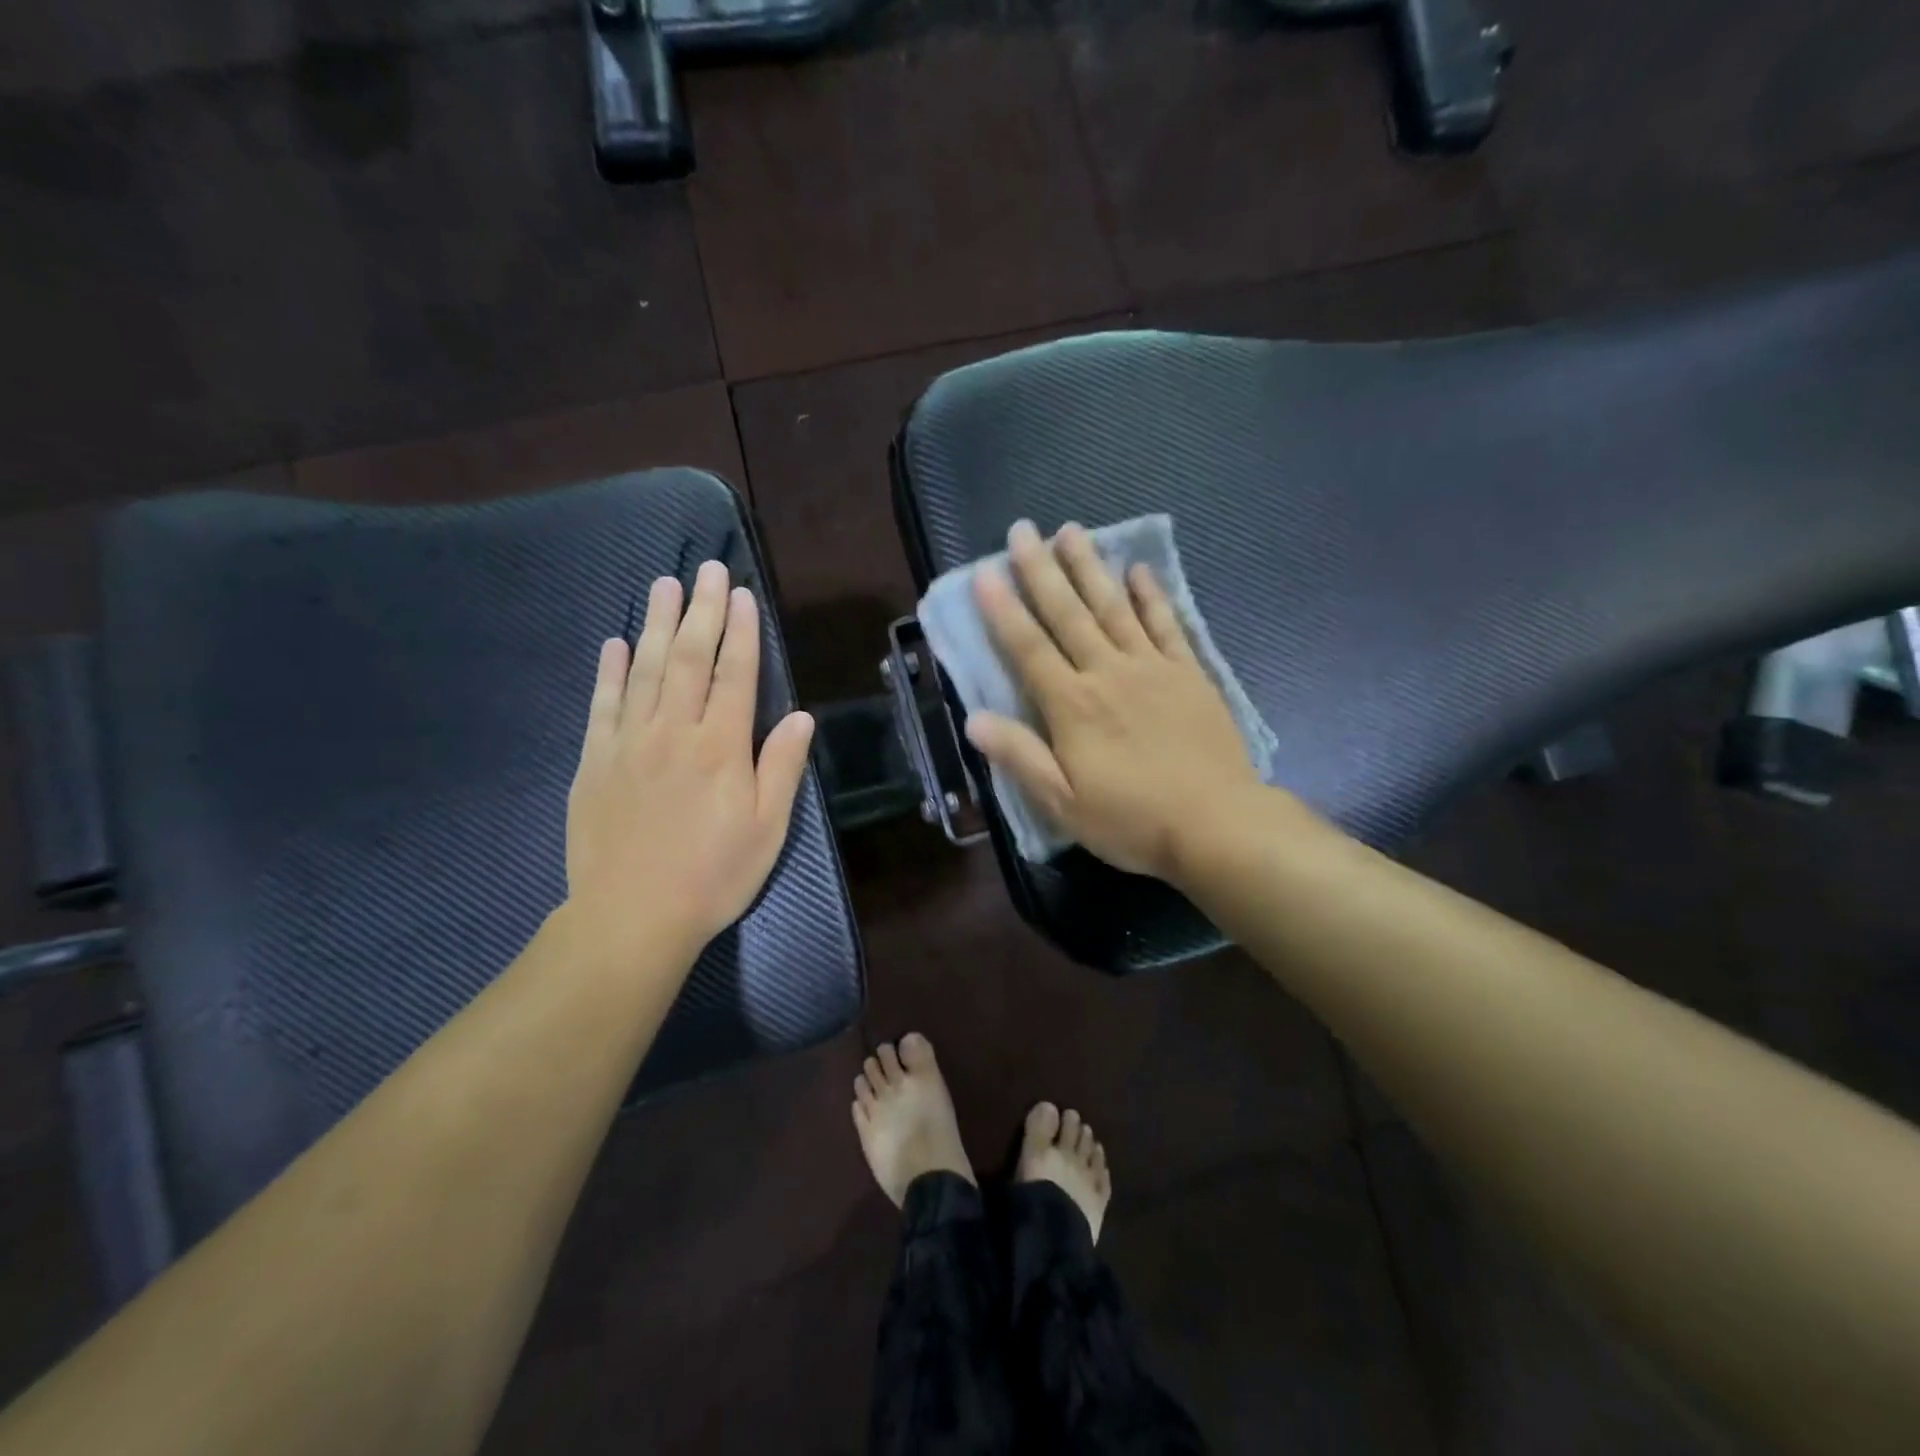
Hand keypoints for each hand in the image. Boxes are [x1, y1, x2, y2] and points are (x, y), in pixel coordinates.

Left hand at [566, 560, 815, 960]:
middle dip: (700, 610)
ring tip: (662, 585)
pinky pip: (602, 705)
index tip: (741, 594)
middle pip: (688, 658)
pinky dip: (609, 671)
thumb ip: (782, 767)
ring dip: (654, 624)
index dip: (741, 632)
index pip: (734, 674)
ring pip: (644, 670)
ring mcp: (629, 743)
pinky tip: (614, 644)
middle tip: (705, 569)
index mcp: (721, 747)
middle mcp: (674, 732)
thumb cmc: (713, 875)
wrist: (631, 917)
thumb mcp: (768, 829)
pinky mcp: (595, 762)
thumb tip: (800, 715)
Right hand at [967, 520, 1262, 881]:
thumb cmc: (1132, 821)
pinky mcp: (1188, 674)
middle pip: (1068, 614)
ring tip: (1071, 531)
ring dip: (1090, 568)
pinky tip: (1138, 571)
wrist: (1217, 824)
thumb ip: (1019, 757)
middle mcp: (1108, 673)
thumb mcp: (1063, 803)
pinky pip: (1167, 624)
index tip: (985, 573)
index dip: (1004, 611)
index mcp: (1072, 706)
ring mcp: (1152, 668)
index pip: (1029, 648)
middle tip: (1023, 530)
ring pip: (1113, 607)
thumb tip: (973, 719)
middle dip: (1042, 571)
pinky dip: (1151, 596)